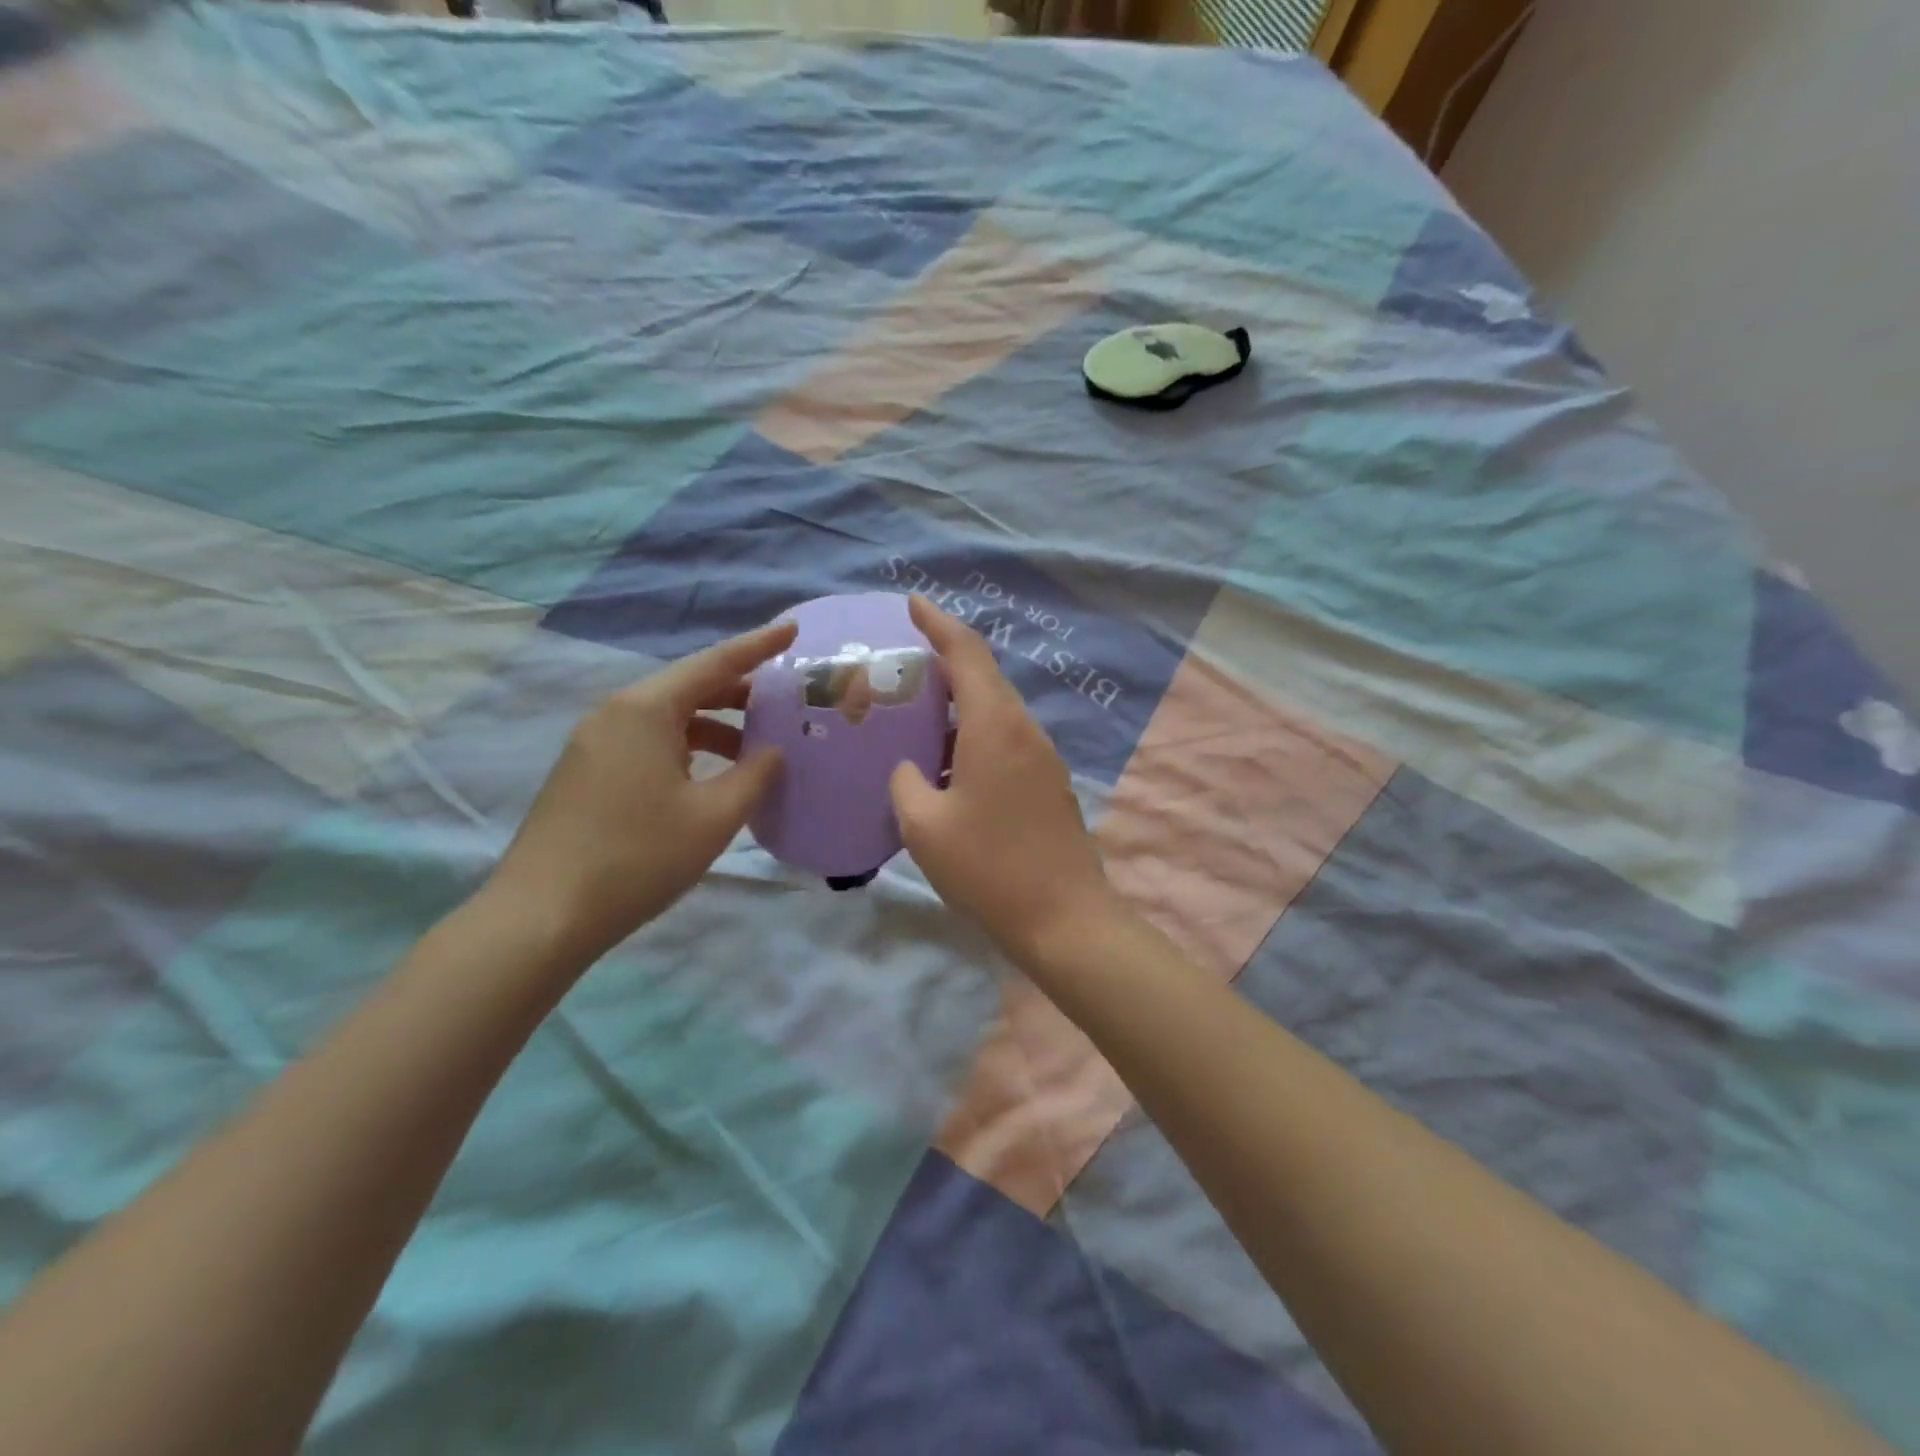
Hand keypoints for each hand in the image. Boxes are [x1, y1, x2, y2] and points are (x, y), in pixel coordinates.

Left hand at [485, 620, 796, 964]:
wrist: (542, 916)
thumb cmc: (637, 857)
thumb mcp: (713, 816)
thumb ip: (754, 775)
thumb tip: (772, 752)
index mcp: (646, 709)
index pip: (715, 663)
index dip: (758, 646)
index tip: (793, 629)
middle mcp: (616, 713)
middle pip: (689, 687)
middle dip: (739, 692)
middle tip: (784, 702)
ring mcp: (594, 743)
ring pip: (668, 718)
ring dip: (715, 727)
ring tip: (755, 750)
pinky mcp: (586, 773)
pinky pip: (648, 742)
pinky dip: (687, 748)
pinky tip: (709, 778)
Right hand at [890, 595, 1115, 963]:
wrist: (1064, 918)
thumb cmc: (989, 868)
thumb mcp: (924, 827)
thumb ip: (907, 783)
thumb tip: (912, 769)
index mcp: (995, 726)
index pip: (966, 653)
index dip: (938, 623)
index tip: (913, 602)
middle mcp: (1024, 730)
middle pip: (983, 678)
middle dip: (943, 663)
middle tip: (901, 666)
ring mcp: (1042, 757)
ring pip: (995, 711)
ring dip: (957, 705)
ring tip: (916, 714)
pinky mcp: (1048, 783)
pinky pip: (1006, 740)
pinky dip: (973, 735)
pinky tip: (947, 762)